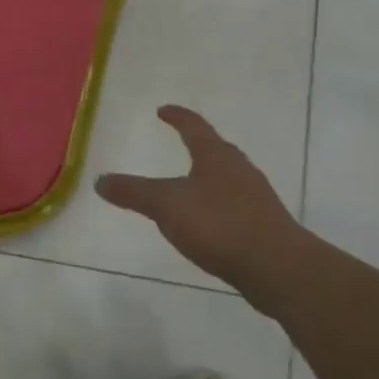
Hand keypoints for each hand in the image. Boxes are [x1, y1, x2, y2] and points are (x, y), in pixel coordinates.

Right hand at [96, 106, 305, 303]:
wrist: (278, 268)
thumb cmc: (219, 224)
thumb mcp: (166, 206)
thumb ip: (133, 192)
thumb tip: (100, 180)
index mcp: (216, 156)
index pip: (194, 126)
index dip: (177, 116)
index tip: (163, 110)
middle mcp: (239, 169)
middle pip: (215, 149)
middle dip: (197, 145)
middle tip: (180, 141)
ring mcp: (256, 197)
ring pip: (227, 178)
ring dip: (208, 176)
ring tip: (189, 183)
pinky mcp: (264, 225)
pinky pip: (234, 204)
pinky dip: (217, 204)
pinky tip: (208, 221)